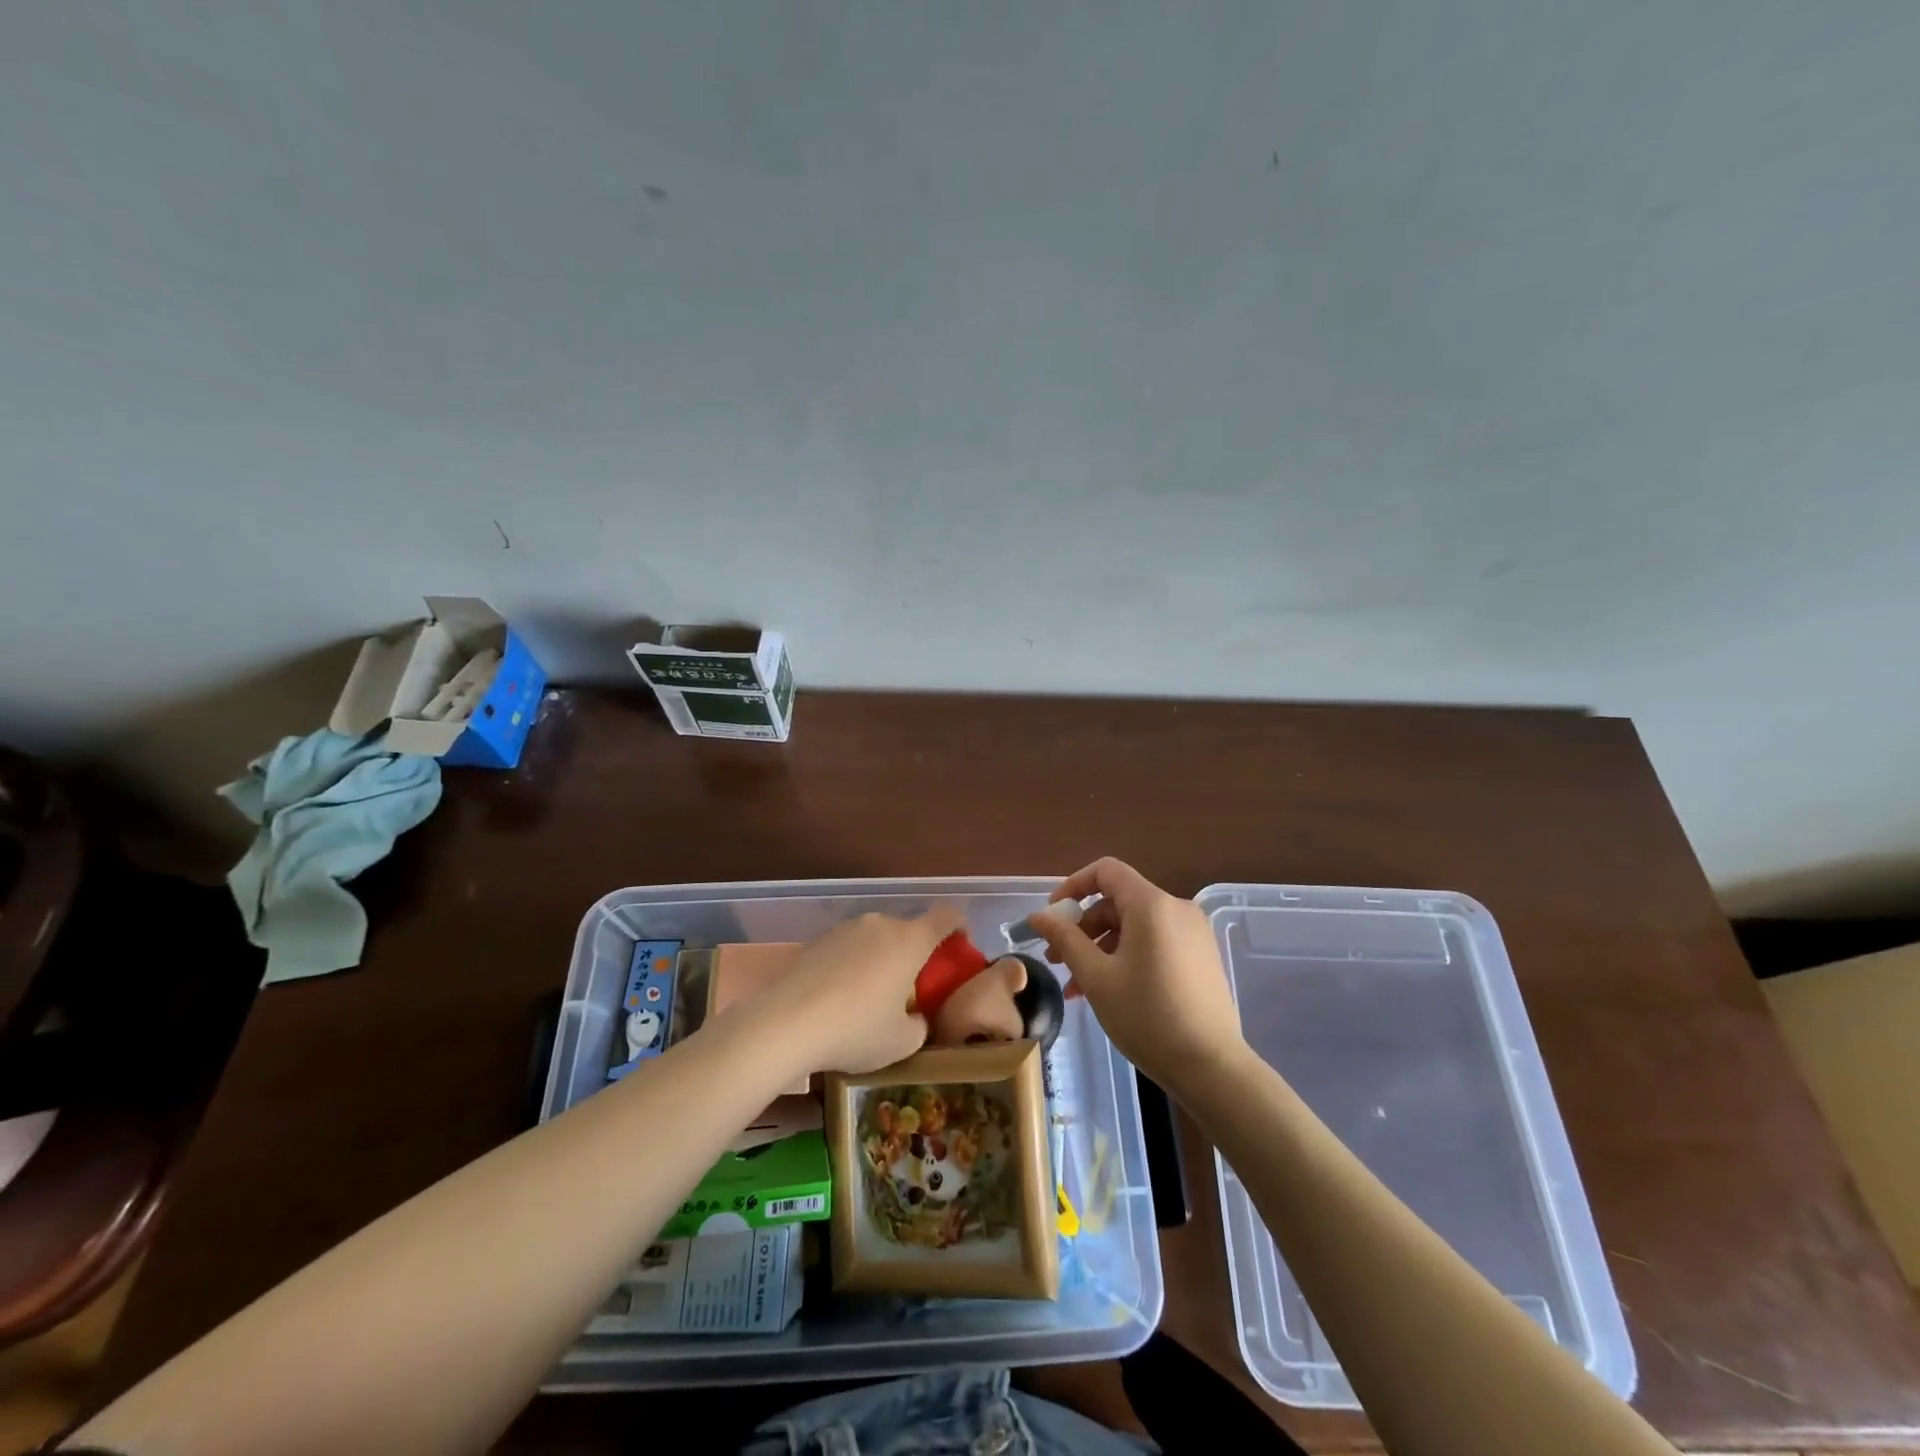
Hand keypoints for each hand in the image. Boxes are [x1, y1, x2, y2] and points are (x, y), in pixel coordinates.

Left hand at [755, 907, 964, 1077]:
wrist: (786, 1022)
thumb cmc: (857, 1029)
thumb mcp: (901, 1042)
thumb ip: (919, 1025)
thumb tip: (915, 1017)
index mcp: (910, 941)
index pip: (945, 916)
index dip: (957, 925)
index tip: (959, 942)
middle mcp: (880, 924)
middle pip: (907, 929)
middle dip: (913, 952)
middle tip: (909, 986)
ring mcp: (845, 928)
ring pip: (875, 938)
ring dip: (880, 958)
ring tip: (869, 995)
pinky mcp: (817, 940)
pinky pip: (847, 947)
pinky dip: (851, 964)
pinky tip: (838, 996)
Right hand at [1026, 858, 1243, 1088]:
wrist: (1211, 1067)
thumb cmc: (1147, 1016)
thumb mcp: (1096, 977)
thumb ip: (1065, 938)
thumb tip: (1038, 915)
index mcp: (1152, 904)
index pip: (1106, 871)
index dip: (1073, 886)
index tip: (1052, 917)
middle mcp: (1177, 908)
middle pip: (1118, 901)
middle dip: (1083, 927)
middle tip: (1057, 961)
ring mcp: (1193, 933)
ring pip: (1134, 926)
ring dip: (1101, 948)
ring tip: (1077, 987)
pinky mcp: (1201, 956)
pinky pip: (1154, 942)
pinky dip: (1126, 956)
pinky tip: (1108, 991)